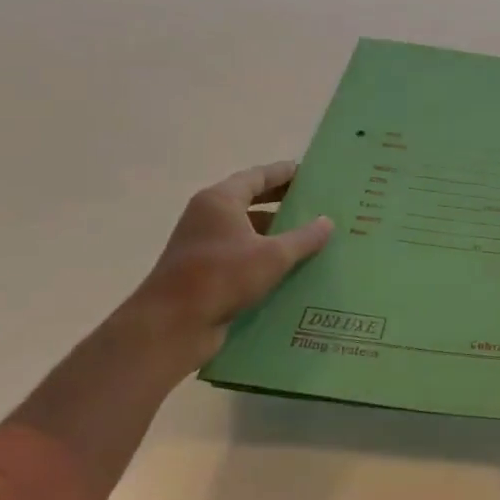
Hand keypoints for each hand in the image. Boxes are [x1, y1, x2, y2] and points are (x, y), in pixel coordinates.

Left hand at [125, 162, 332, 369]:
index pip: (258, 176)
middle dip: (282, 202)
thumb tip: (327, 222)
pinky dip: (264, 256)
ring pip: (247, 230)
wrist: (172, 326)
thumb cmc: (222, 277)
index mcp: (220, 201)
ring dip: (275, 232)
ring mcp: (204, 245)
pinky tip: (291, 267)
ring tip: (310, 236)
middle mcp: (208, 217)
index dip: (284, 173)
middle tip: (316, 203)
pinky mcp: (204, 272)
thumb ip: (304, 237)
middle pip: (251, 201)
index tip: (311, 173)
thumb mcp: (273, 256)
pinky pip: (241, 255)